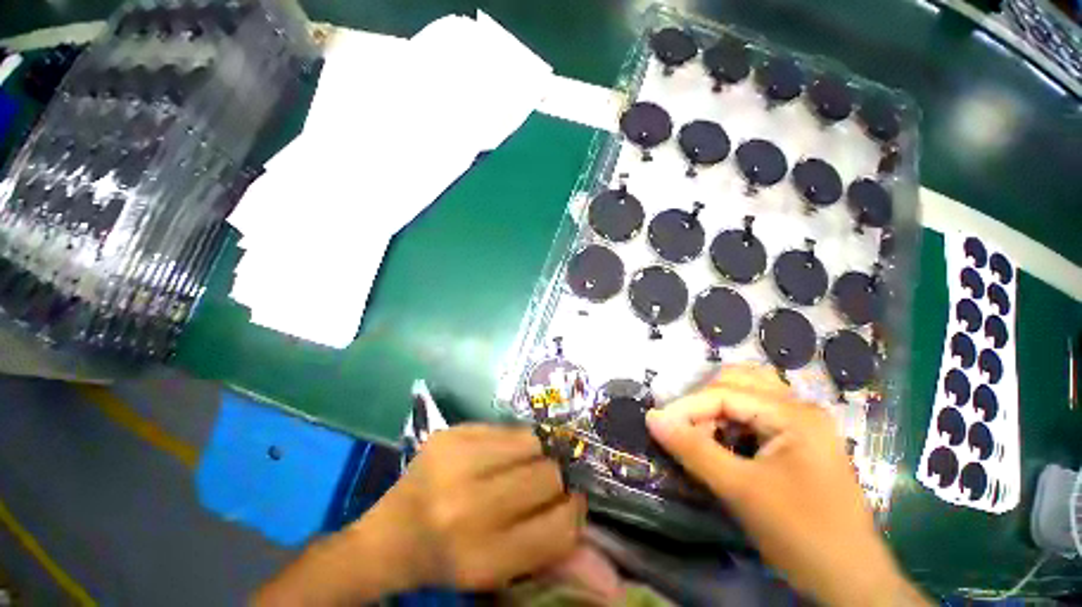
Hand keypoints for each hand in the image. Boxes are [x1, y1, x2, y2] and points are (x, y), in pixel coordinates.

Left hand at [360, 424, 585, 590]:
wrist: (387, 536)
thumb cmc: (450, 560)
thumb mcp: (502, 574)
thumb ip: (558, 568)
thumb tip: (617, 583)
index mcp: (482, 557)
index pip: (561, 525)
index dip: (572, 512)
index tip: (566, 505)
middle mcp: (467, 507)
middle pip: (549, 476)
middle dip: (551, 482)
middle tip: (535, 488)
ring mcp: (455, 462)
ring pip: (532, 443)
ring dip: (534, 456)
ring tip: (516, 468)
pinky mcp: (449, 434)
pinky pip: (506, 428)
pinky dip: (511, 442)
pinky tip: (493, 456)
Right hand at [646, 365, 928, 606]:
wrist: (852, 583)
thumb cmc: (801, 534)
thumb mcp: (741, 490)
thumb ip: (694, 449)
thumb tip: (651, 418)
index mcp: (793, 414)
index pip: (724, 394)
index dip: (686, 407)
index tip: (658, 424)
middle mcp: (800, 408)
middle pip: (737, 382)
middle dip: (702, 401)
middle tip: (682, 426)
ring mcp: (802, 424)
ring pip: (748, 394)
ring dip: (717, 407)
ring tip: (699, 430)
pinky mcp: (799, 441)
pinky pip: (756, 414)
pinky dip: (732, 420)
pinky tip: (723, 441)